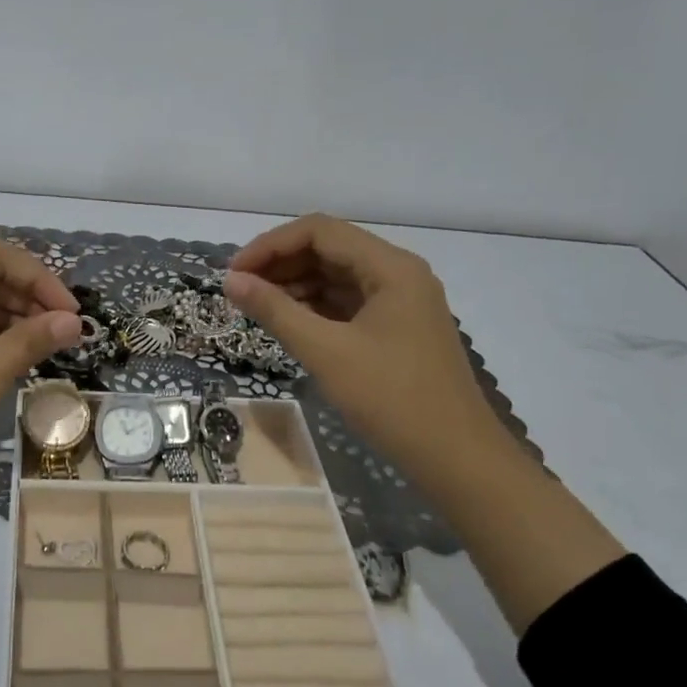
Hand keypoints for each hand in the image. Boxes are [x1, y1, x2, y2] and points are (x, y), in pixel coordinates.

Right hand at [225, 215, 507, 487]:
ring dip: (295, 285)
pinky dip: (315, 308)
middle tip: (240, 292)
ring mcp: (400, 302)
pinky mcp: (397, 329)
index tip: (234, 274)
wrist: (454, 455)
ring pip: (337, 277)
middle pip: (329, 249)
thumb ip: (276, 311)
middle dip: (280, 264)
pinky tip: (289, 323)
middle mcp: (398, 274)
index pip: (320, 231)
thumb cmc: (391, 398)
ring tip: (257, 309)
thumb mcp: (326, 352)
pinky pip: (348, 303)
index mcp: (390, 267)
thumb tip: (231, 282)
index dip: (270, 245)